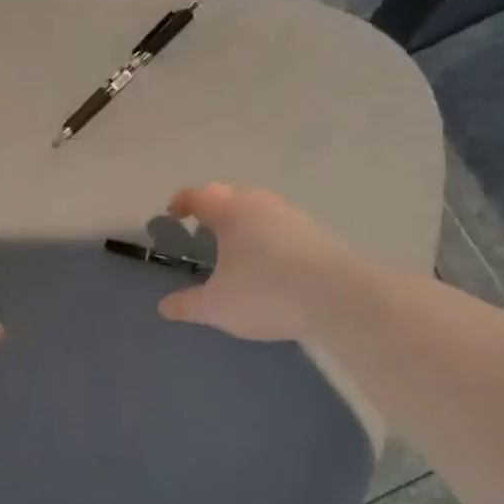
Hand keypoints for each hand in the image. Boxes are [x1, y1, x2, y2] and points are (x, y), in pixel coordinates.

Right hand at [157, 183, 341, 342]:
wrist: (339, 298)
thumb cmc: (266, 293)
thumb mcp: (217, 307)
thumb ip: (187, 305)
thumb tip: (164, 307)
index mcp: (230, 212)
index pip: (198, 196)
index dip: (182, 203)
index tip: (173, 214)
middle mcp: (260, 204)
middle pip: (230, 196)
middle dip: (213, 209)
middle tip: (202, 228)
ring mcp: (292, 216)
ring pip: (258, 209)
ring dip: (243, 222)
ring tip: (235, 247)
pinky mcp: (316, 233)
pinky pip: (280, 226)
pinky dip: (267, 236)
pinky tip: (269, 262)